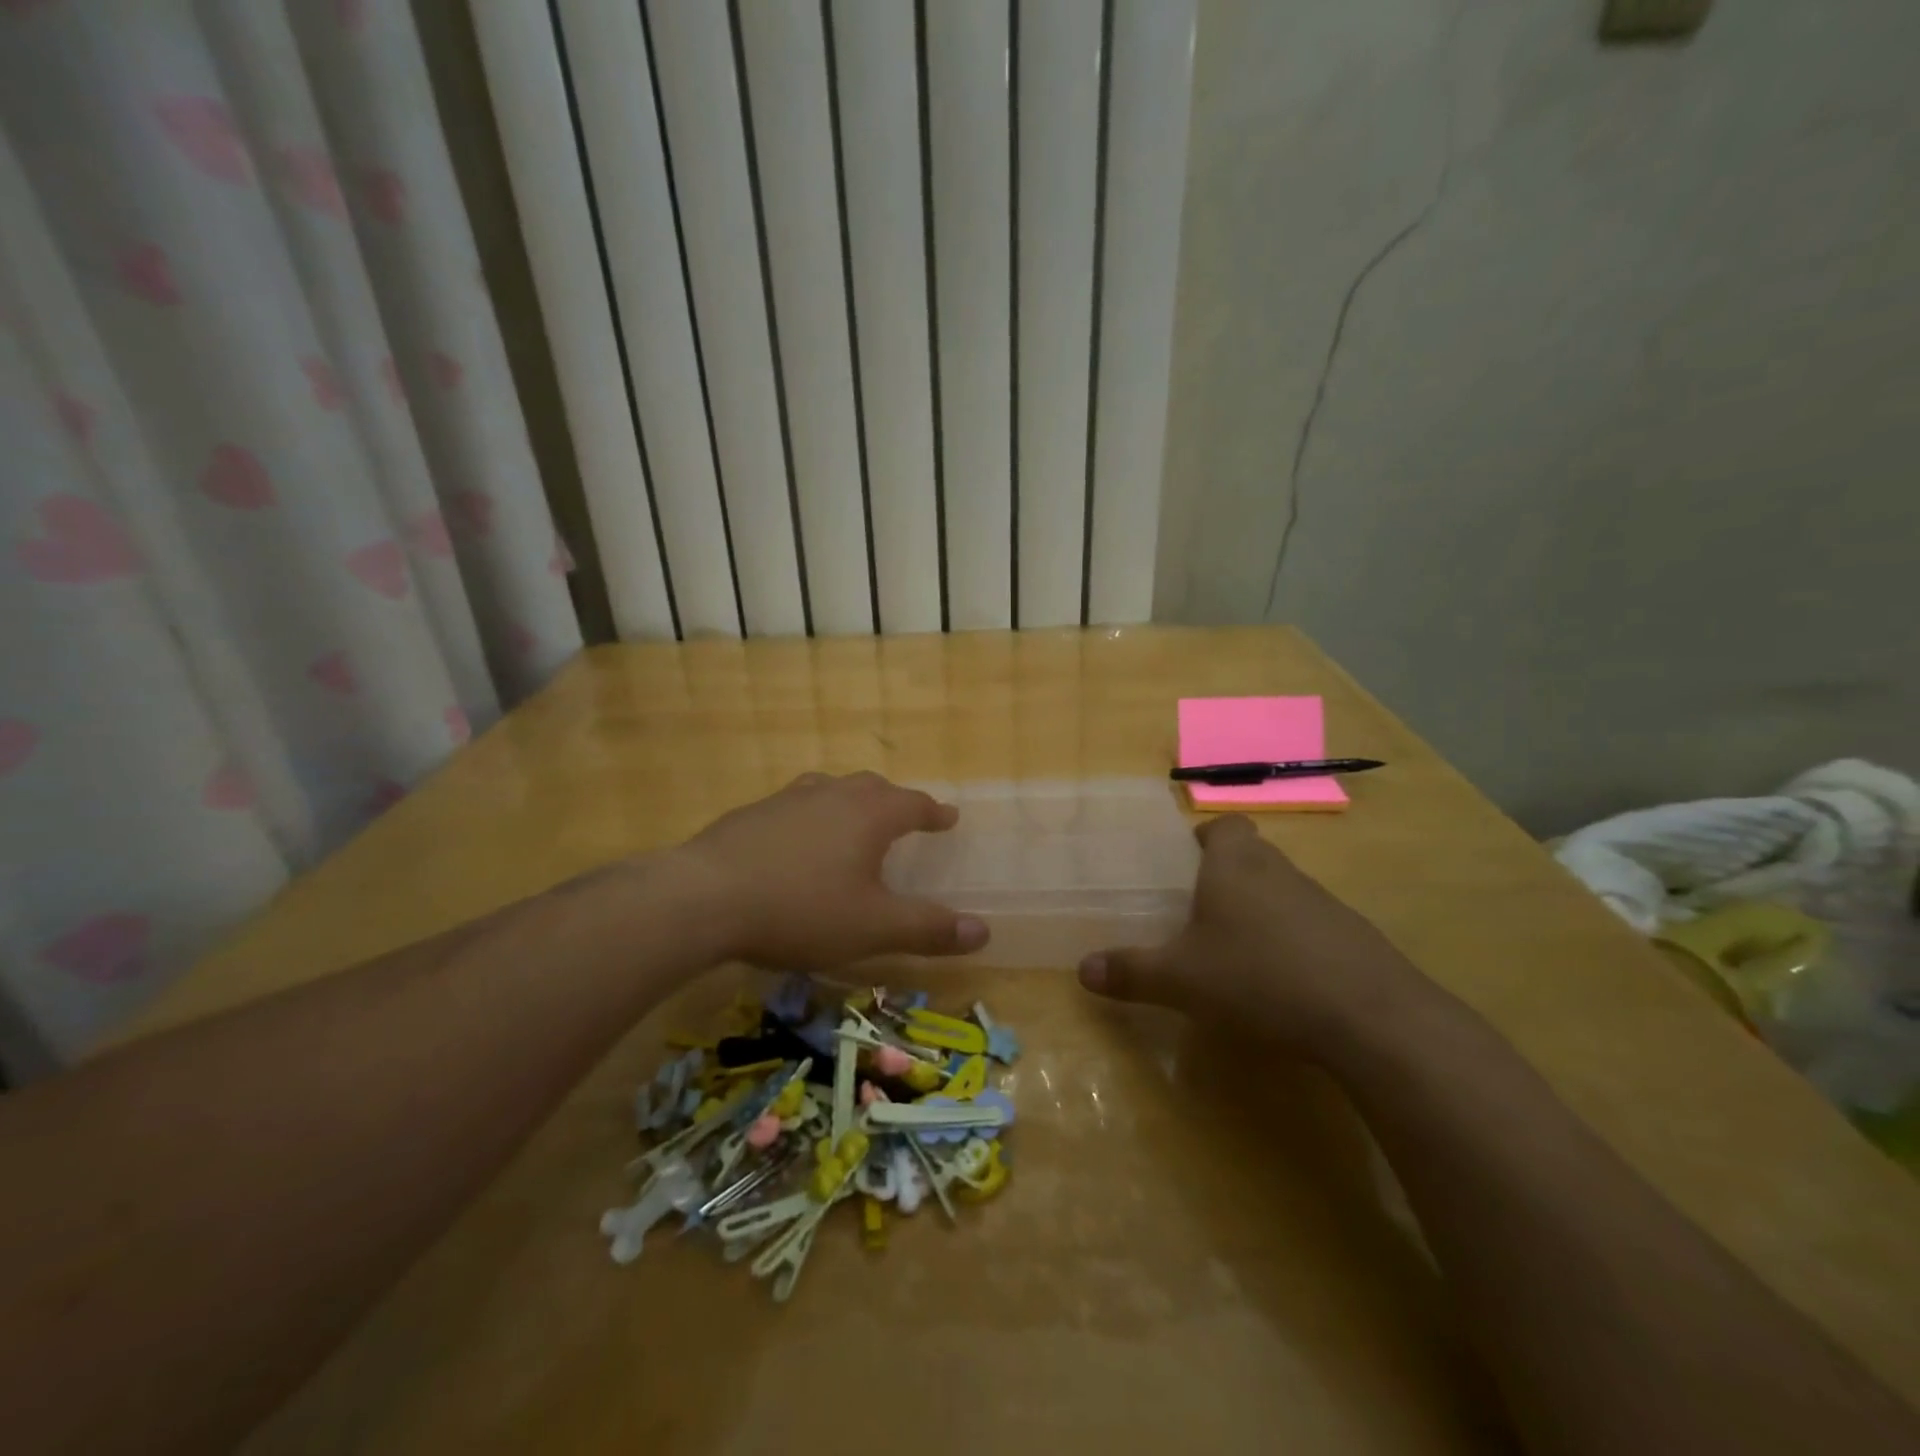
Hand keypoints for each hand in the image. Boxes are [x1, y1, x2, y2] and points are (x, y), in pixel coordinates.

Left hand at [673, 771, 988, 969]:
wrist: (704, 898)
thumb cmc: (801, 910)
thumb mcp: (873, 928)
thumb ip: (929, 929)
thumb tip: (985, 931)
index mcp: (869, 815)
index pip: (913, 804)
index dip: (934, 813)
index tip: (948, 818)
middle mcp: (832, 794)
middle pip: (872, 788)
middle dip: (894, 801)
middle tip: (903, 818)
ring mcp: (787, 799)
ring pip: (830, 789)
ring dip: (849, 802)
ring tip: (851, 820)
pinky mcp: (750, 814)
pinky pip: (794, 805)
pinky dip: (810, 816)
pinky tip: (795, 842)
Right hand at [1077, 815, 1439, 1059]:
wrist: (1369, 1016)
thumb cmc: (1259, 977)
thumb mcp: (1181, 980)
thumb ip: (1131, 972)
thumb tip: (1082, 969)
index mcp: (1235, 866)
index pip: (1226, 826)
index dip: (1208, 836)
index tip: (1190, 860)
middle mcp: (1280, 872)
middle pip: (1253, 856)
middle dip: (1228, 875)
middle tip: (1201, 910)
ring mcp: (1324, 903)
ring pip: (1284, 891)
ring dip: (1262, 909)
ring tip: (1238, 950)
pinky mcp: (1355, 938)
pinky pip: (1313, 926)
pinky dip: (1294, 941)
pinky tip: (1283, 982)